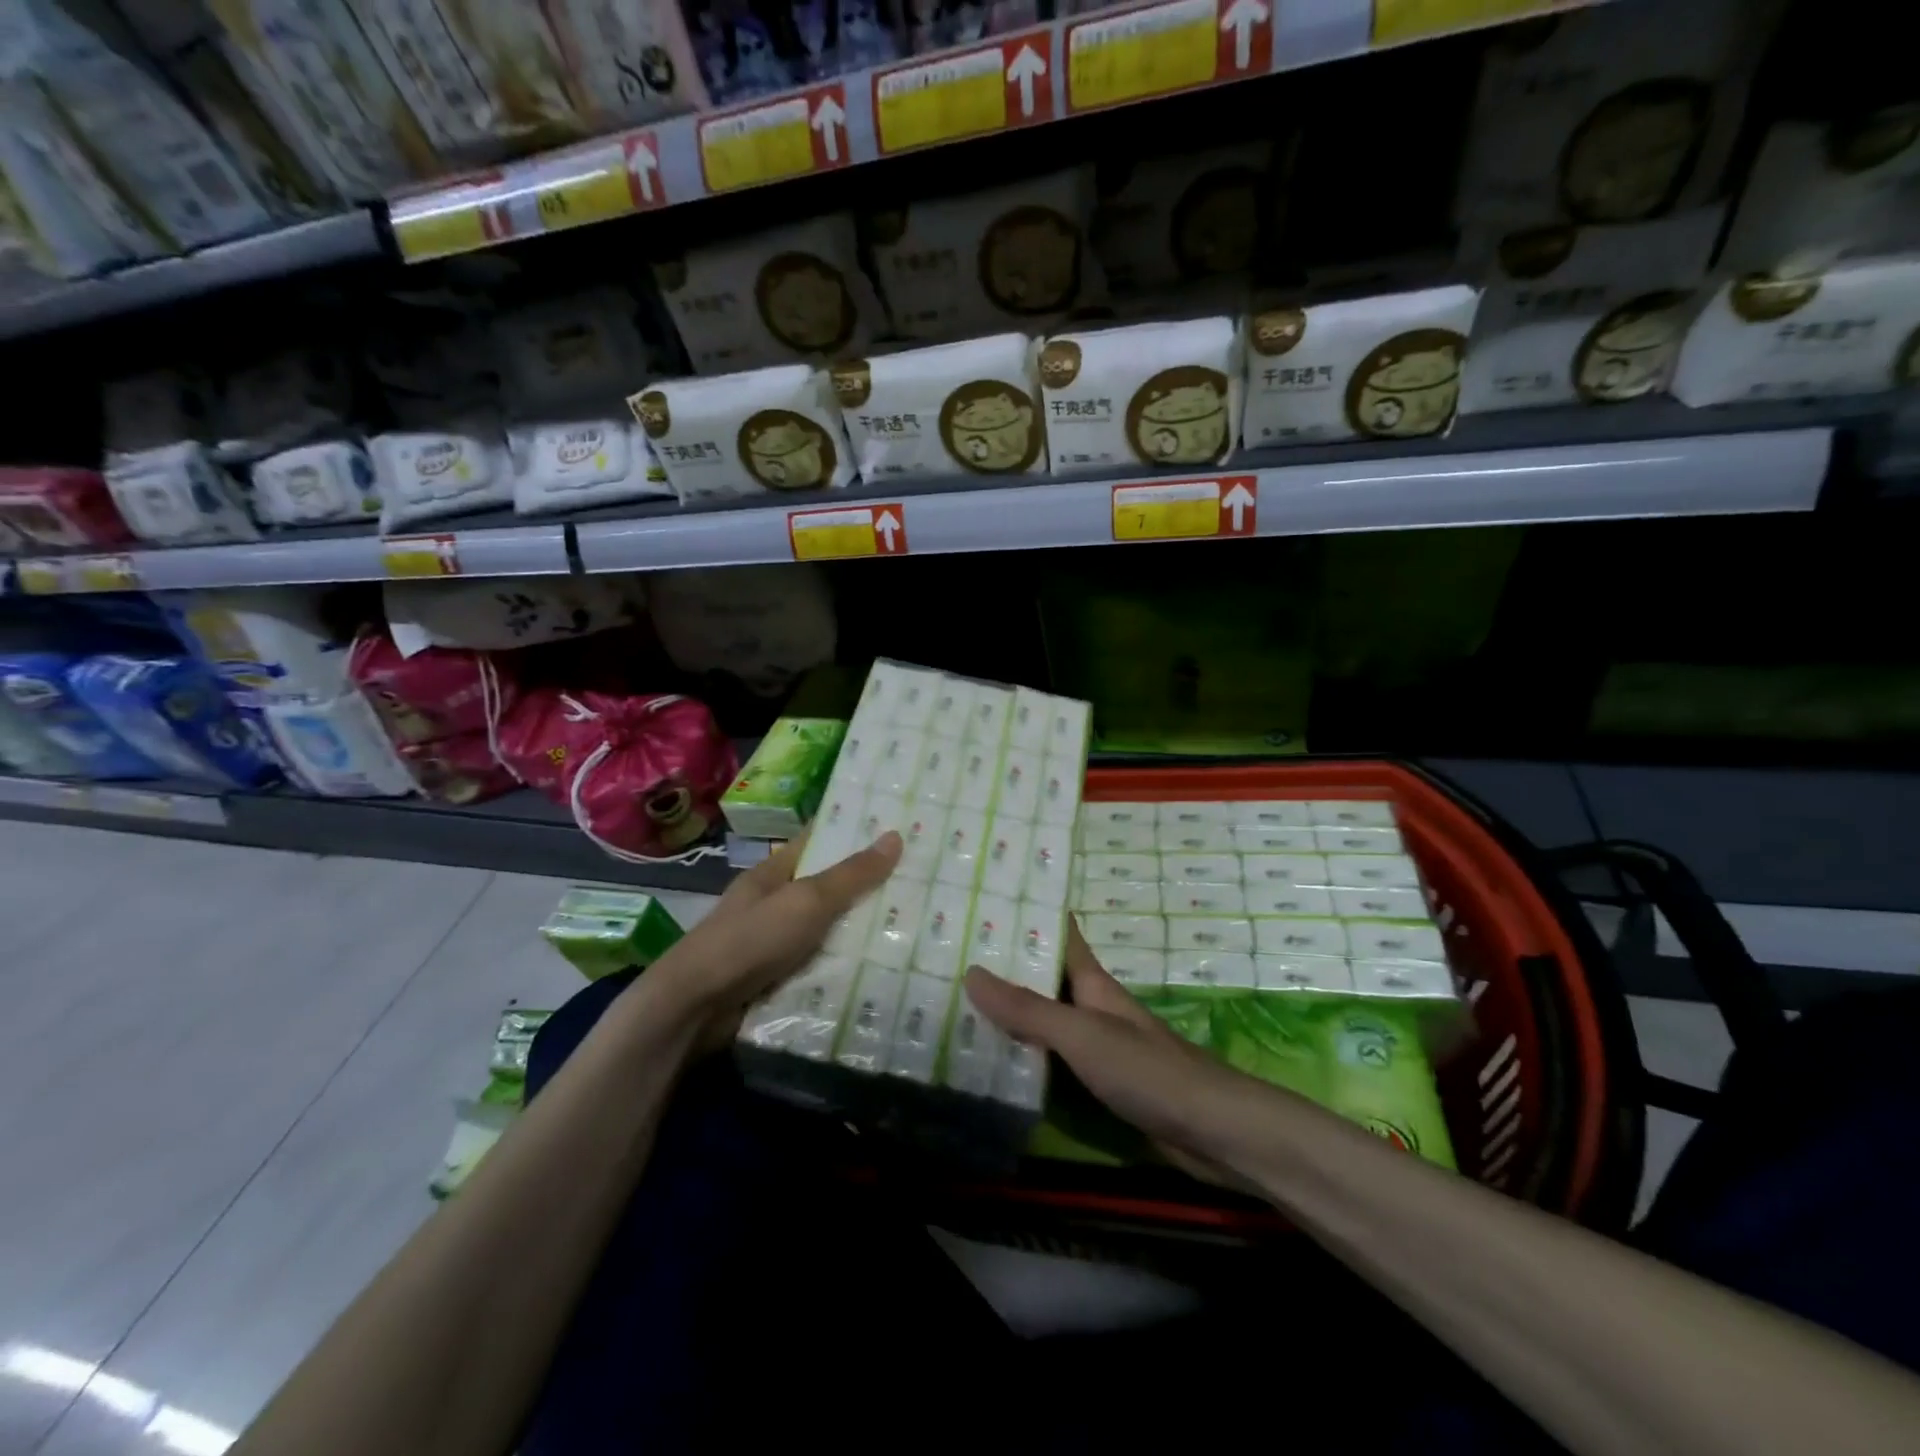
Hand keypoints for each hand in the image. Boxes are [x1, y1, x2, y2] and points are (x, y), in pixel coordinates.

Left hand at [647, 829, 901, 1050]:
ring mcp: (773, 945)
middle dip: (868, 887)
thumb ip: (850, 875)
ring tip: (916, 927)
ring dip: (860, 933)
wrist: (695, 1008)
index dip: (853, 833)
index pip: (817, 842)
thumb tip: (895, 836)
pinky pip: (820, 967)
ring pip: (827, 931)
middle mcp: (773, 904)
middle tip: (921, 883)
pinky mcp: (776, 981)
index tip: (896, 827)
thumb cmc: (751, 939)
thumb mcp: (806, 901)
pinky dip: (845, 968)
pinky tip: (882, 970)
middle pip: (827, 889)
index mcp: (774, 874)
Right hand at [965, 924, 1276, 1188]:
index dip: (1028, 915)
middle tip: (952, 954)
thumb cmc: (1148, 1071)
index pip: (1059, 935)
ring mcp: (1098, 1047)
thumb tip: (971, 972)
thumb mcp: (1082, 1035)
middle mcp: (1093, 1008)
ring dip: (1010, 1013)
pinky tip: (994, 1061)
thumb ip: (1029, 1010)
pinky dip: (1025, 1054)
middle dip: (1005, 966)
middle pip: (1045, 978)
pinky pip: (1053, 1060)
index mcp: (1093, 984)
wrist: (1214, 1133)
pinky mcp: (1099, 1084)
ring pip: (1046, 1020)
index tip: (987, 899)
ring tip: (958, 1003)